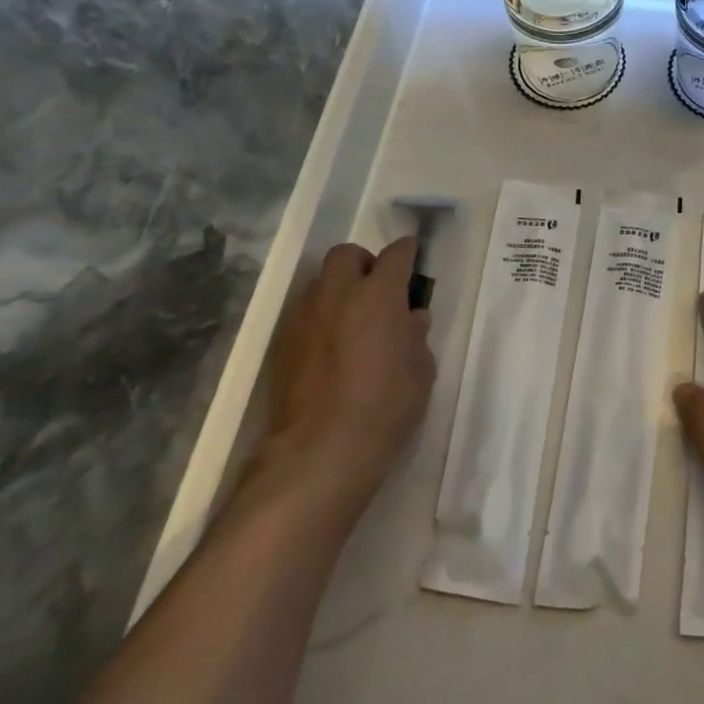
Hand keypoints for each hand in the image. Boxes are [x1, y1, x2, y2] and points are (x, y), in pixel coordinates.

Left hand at [258, 238, 434, 514]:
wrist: (320, 451)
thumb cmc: (385, 406)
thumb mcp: (421, 371)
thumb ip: (416, 335)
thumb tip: (410, 318)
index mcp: (379, 293)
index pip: (396, 253)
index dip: (407, 253)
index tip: (413, 260)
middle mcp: (338, 293)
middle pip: (346, 255)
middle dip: (364, 263)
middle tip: (377, 289)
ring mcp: (305, 316)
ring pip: (320, 282)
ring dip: (338, 290)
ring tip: (352, 320)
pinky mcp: (282, 343)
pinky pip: (304, 314)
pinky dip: (320, 319)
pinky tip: (331, 348)